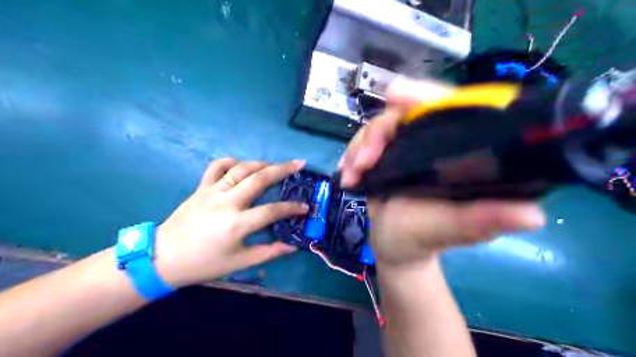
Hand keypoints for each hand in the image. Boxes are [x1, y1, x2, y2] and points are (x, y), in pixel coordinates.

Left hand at [153, 159, 307, 287]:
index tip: (305, 206)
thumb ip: (268, 252)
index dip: (292, 208)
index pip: (272, 211)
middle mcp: (227, 202)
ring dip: (262, 163)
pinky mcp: (201, 187)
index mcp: (237, 224)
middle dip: (283, 169)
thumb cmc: (204, 263)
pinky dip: (232, 162)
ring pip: (241, 168)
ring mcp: (213, 191)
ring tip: (276, 164)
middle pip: (259, 179)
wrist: (163, 257)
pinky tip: (242, 166)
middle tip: (299, 163)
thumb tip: (292, 246)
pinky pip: (217, 166)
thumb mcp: (239, 262)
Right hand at [337, 79, 546, 267]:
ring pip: (380, 125)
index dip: (425, 95)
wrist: (394, 248)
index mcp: (460, 151)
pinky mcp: (385, 155)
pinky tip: (346, 174)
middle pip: (406, 111)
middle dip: (380, 129)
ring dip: (361, 147)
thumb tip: (533, 216)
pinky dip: (352, 154)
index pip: (450, 106)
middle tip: (364, 156)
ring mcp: (406, 147)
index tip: (396, 96)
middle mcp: (433, 142)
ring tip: (352, 175)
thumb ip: (482, 221)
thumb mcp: (453, 231)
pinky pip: (365, 141)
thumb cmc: (424, 240)